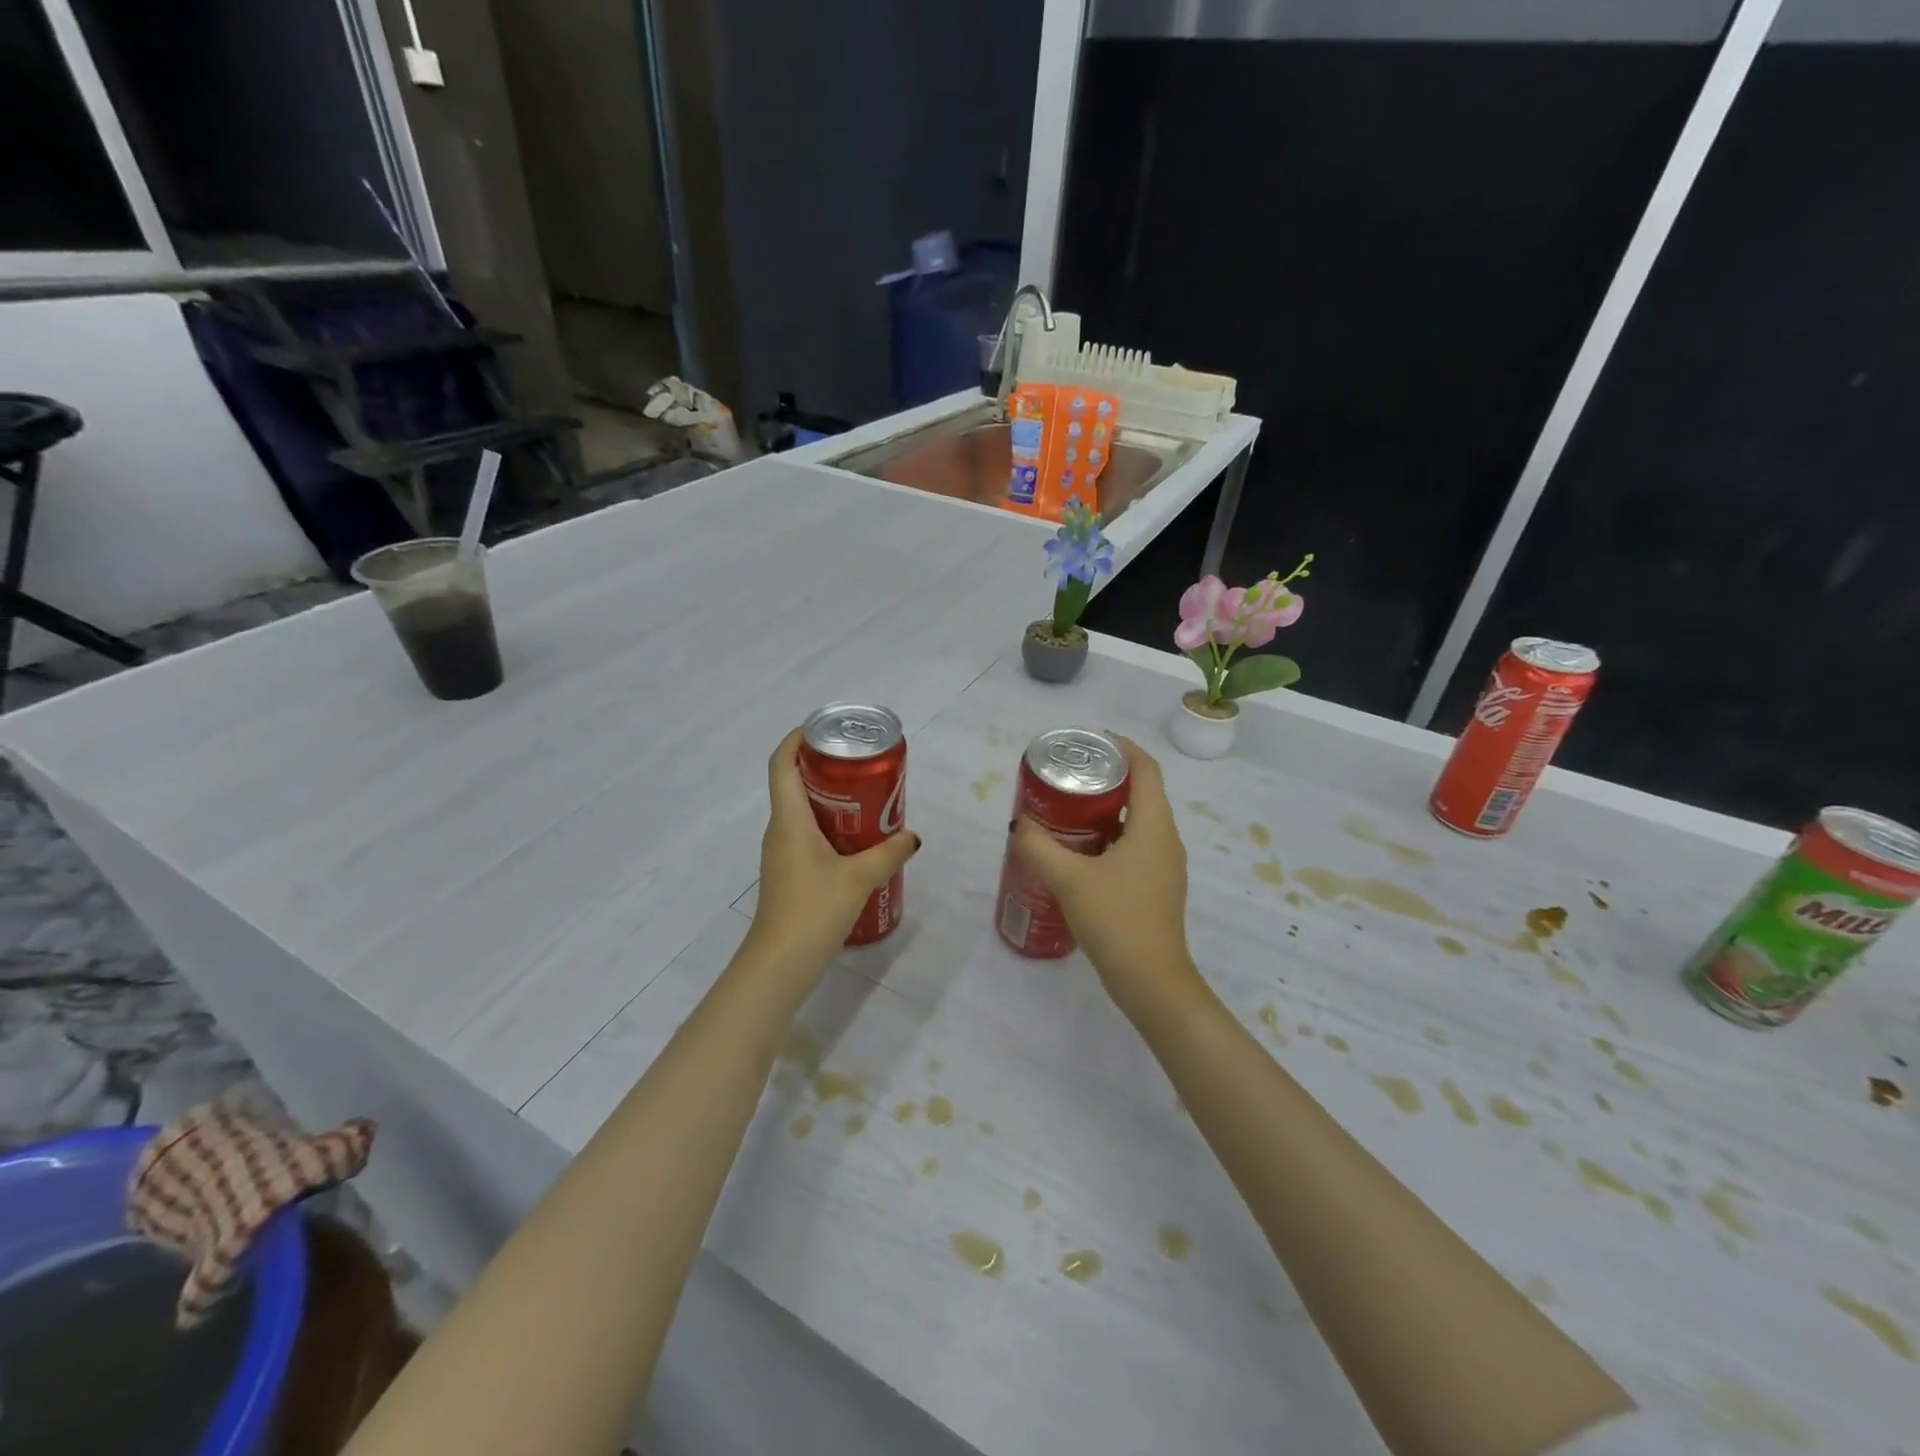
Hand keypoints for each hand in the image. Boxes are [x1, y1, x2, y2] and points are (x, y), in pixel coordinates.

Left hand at [749, 728, 919, 973]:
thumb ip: (889, 853)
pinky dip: (830, 825)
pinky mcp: (789, 872)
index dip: (797, 739)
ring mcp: (782, 853)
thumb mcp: (860, 878)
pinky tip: (858, 840)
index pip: (780, 764)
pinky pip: (807, 834)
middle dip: (825, 767)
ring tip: (867, 797)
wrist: (781, 964)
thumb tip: (912, 836)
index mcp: (789, 820)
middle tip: (861, 764)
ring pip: (802, 810)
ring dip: (830, 798)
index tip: (825, 728)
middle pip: (793, 782)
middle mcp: (780, 829)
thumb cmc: (814, 910)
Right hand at [1011, 737, 1205, 1019]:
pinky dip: (1108, 838)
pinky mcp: (1155, 887)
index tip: (1090, 741)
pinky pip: (1133, 847)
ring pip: (1136, 822)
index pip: (1146, 769)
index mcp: (1154, 826)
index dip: (1122, 747)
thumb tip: (1019, 824)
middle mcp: (1165, 840)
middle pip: (1141, 792)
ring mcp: (1163, 866)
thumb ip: (1039, 847)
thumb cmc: (1117, 921)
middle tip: (1066, 777)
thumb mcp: (1070, 879)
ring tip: (1065, 810)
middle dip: (1105, 779)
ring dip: (1105, 810)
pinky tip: (1077, 853)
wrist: (1151, 983)